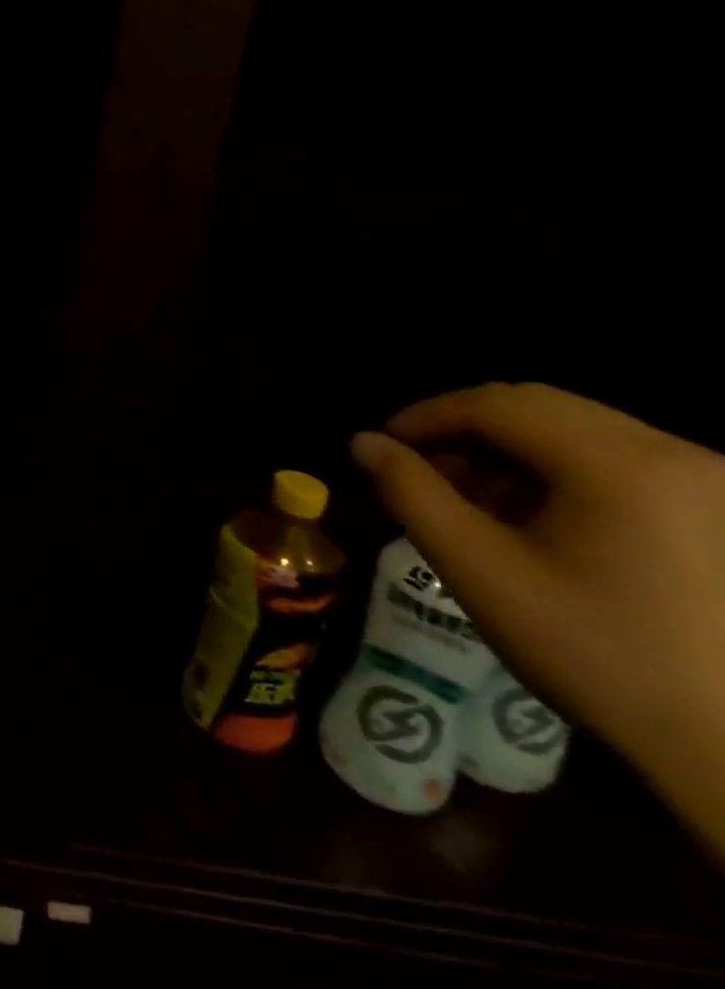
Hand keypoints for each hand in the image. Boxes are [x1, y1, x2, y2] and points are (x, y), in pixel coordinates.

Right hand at [351, 384, 724, 788]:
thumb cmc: (593, 650)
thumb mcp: (477, 568)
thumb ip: (410, 492)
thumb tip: (364, 443)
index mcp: (622, 463)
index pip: (496, 403)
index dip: (425, 416)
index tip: (383, 448)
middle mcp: (680, 455)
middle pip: (539, 408)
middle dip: (465, 433)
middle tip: (421, 474)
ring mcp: (710, 483)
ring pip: (577, 432)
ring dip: (509, 454)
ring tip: (473, 503)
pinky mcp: (721, 510)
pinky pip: (618, 462)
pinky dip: (557, 474)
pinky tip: (534, 521)